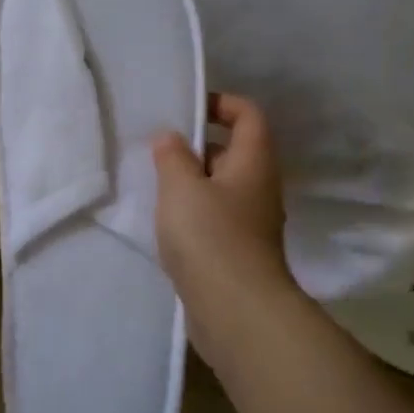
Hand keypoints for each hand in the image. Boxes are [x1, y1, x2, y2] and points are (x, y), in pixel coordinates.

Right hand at [152, 92, 295, 362]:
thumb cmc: (210, 236)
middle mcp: (259, 187)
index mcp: (253, 162)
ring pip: (221, 187)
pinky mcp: (238, 251)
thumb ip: (172, 156)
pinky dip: (192, 211)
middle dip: (197, 145)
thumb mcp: (181, 187)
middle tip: (158, 149)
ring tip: (154, 184)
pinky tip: (164, 222)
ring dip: (191, 181)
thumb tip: (171, 137)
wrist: (235, 309)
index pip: (248, 115)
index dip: (220, 103)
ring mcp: (251, 222)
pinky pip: (215, 216)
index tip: (186, 109)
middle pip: (233, 151)